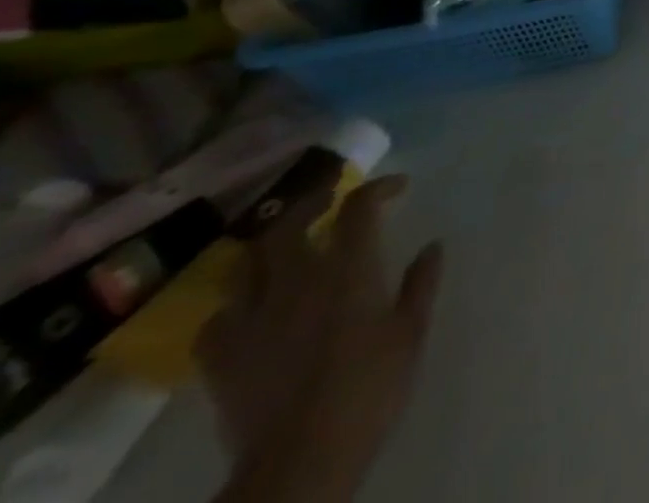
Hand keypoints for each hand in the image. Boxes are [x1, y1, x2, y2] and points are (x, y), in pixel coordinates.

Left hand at [199, 175, 443, 502]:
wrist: (300, 460)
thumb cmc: (370, 388)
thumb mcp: (411, 332)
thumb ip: (420, 284)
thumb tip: (431, 247)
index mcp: (349, 269)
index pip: (358, 206)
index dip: (378, 187)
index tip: (397, 187)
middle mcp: (297, 280)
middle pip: (291, 223)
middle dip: (312, 203)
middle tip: (330, 201)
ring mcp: (252, 318)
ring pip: (246, 263)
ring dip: (268, 248)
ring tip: (285, 249)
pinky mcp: (221, 357)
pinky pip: (217, 318)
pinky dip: (235, 305)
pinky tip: (249, 311)